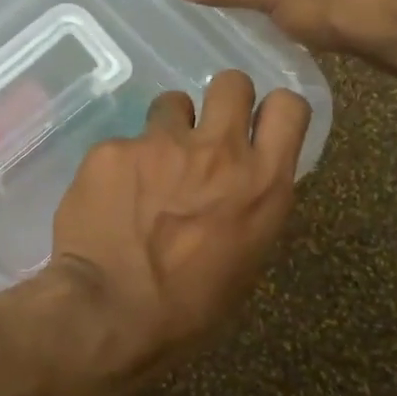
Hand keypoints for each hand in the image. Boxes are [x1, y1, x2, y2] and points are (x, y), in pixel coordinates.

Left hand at [48, 70, 308, 384]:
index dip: (273, 111)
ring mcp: (161, 144)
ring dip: (167, 129)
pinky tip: (107, 200)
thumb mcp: (244, 263)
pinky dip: (119, 165)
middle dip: (221, 100)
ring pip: (172, 103)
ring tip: (149, 168)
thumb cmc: (187, 310)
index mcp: (262, 184)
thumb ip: (248, 209)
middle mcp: (218, 151)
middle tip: (203, 134)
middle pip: (232, 82)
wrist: (109, 312)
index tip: (257, 126)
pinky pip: (122, 143)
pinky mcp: (113, 149)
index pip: (289, 107)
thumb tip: (236, 190)